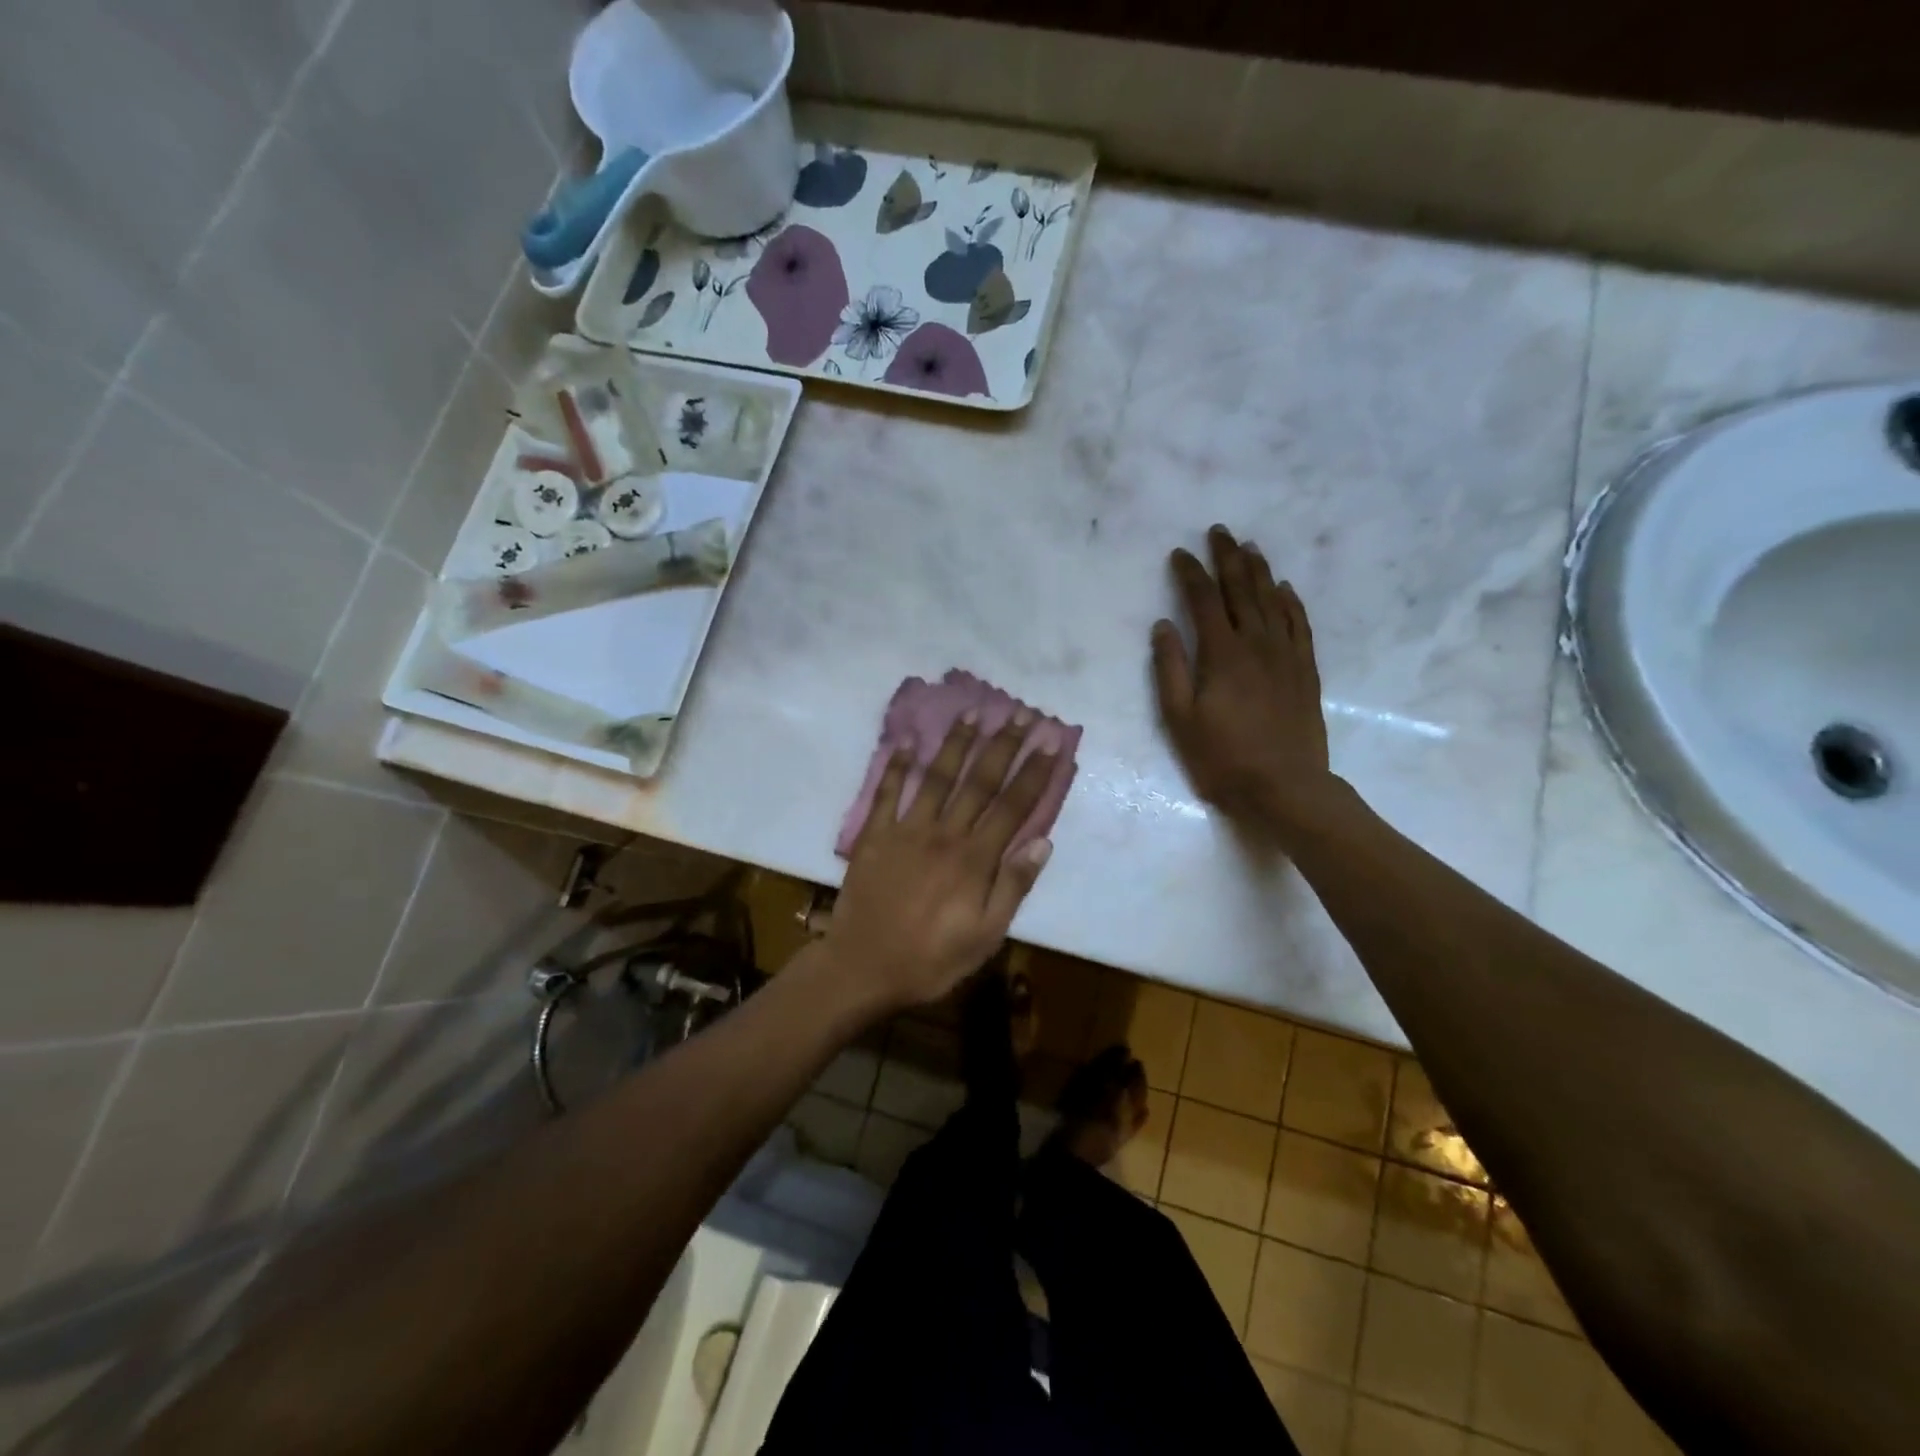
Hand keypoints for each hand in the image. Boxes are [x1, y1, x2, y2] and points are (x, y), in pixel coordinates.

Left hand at [825, 713, 1057, 1013]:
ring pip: (936, 777)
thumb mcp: (985, 936)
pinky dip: (895, 766)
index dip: (1034, 772)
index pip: (1012, 806)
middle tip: (1018, 713)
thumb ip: (1013, 886)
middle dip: (1002, 745)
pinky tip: (905, 742)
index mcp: (974, 859)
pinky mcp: (875, 835)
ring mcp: (906, 830)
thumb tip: (1043, 842)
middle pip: (979, 781)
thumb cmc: (930, 959)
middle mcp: (944, 833)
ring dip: (956, 743)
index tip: (1050, 741)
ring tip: (972, 712)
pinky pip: (886, 793)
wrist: (862, 968)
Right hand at [1152, 525, 1336, 830]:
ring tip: (1250, 547)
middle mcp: (1257, 645)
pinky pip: (1300, 625)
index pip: (1203, 601)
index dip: (1190, 574)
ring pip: (1273, 601)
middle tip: (1220, 531)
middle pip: (1242, 590)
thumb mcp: (1179, 719)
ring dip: (1260, 571)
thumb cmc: (1222, 758)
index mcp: (1222, 655)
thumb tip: (1162, 626)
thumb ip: (1169, 669)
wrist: (1285, 788)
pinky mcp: (1306, 671)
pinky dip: (1291, 602)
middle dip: (1228, 558)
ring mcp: (1286, 656)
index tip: (1179, 553)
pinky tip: (1285, 589)